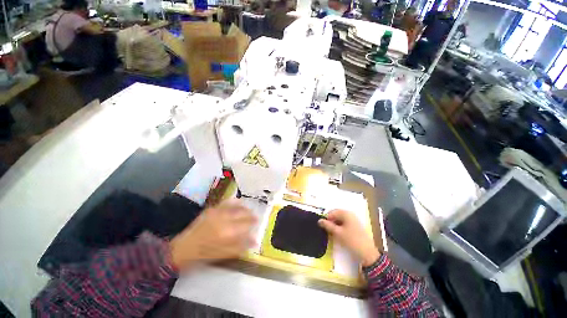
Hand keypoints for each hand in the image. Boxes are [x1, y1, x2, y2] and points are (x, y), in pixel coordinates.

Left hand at [169, 200, 256, 269]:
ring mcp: (217, 212)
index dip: (253, 222)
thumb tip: (255, 241)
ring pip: (236, 206)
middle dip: (251, 214)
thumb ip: (241, 246)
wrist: (183, 248)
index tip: (258, 222)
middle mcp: (224, 219)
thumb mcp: (224, 254)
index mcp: (227, 232)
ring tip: (249, 210)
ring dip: (245, 208)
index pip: (246, 224)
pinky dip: (234, 202)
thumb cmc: (205, 254)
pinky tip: (238, 203)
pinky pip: (226, 202)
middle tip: (255, 217)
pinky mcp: (212, 209)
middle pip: (243, 213)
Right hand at [318, 209, 379, 266]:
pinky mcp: (356, 225)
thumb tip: (319, 221)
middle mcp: (350, 214)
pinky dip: (340, 227)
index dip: (326, 219)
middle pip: (336, 215)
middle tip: (327, 230)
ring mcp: (354, 219)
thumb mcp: (338, 233)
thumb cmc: (351, 240)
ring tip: (332, 233)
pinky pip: (345, 223)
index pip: (332, 212)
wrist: (368, 253)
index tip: (323, 227)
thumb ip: (327, 225)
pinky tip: (339, 234)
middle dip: (331, 221)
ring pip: (340, 219)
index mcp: (346, 213)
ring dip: (335, 224)